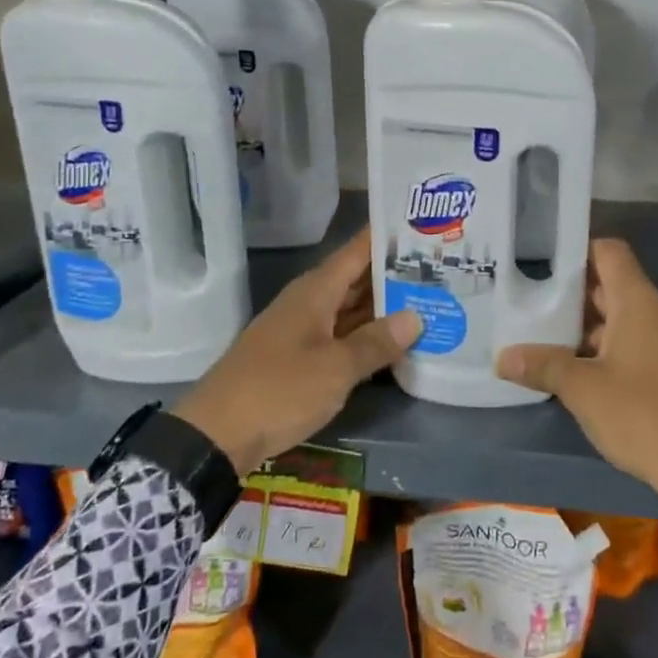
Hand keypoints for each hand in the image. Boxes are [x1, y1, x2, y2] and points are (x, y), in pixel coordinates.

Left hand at [172, 229, 420, 475]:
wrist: (217, 435)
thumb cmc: (279, 389)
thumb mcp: (335, 368)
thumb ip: (376, 342)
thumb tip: (416, 317)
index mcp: (315, 292)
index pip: (357, 251)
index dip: (386, 236)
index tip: (421, 223)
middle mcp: (309, 303)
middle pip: (356, 279)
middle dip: (394, 273)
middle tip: (440, 267)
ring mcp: (302, 331)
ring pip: (350, 309)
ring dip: (383, 307)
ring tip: (429, 300)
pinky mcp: (298, 359)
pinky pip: (341, 336)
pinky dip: (366, 336)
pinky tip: (395, 343)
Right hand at [497, 239, 657, 513]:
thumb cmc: (644, 415)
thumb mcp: (584, 391)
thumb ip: (543, 366)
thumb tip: (502, 358)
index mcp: (640, 302)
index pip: (609, 252)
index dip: (577, 252)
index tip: (543, 265)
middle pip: (613, 287)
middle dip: (573, 298)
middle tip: (532, 309)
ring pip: (625, 318)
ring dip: (590, 330)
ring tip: (549, 345)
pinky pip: (641, 341)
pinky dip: (612, 348)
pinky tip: (584, 374)